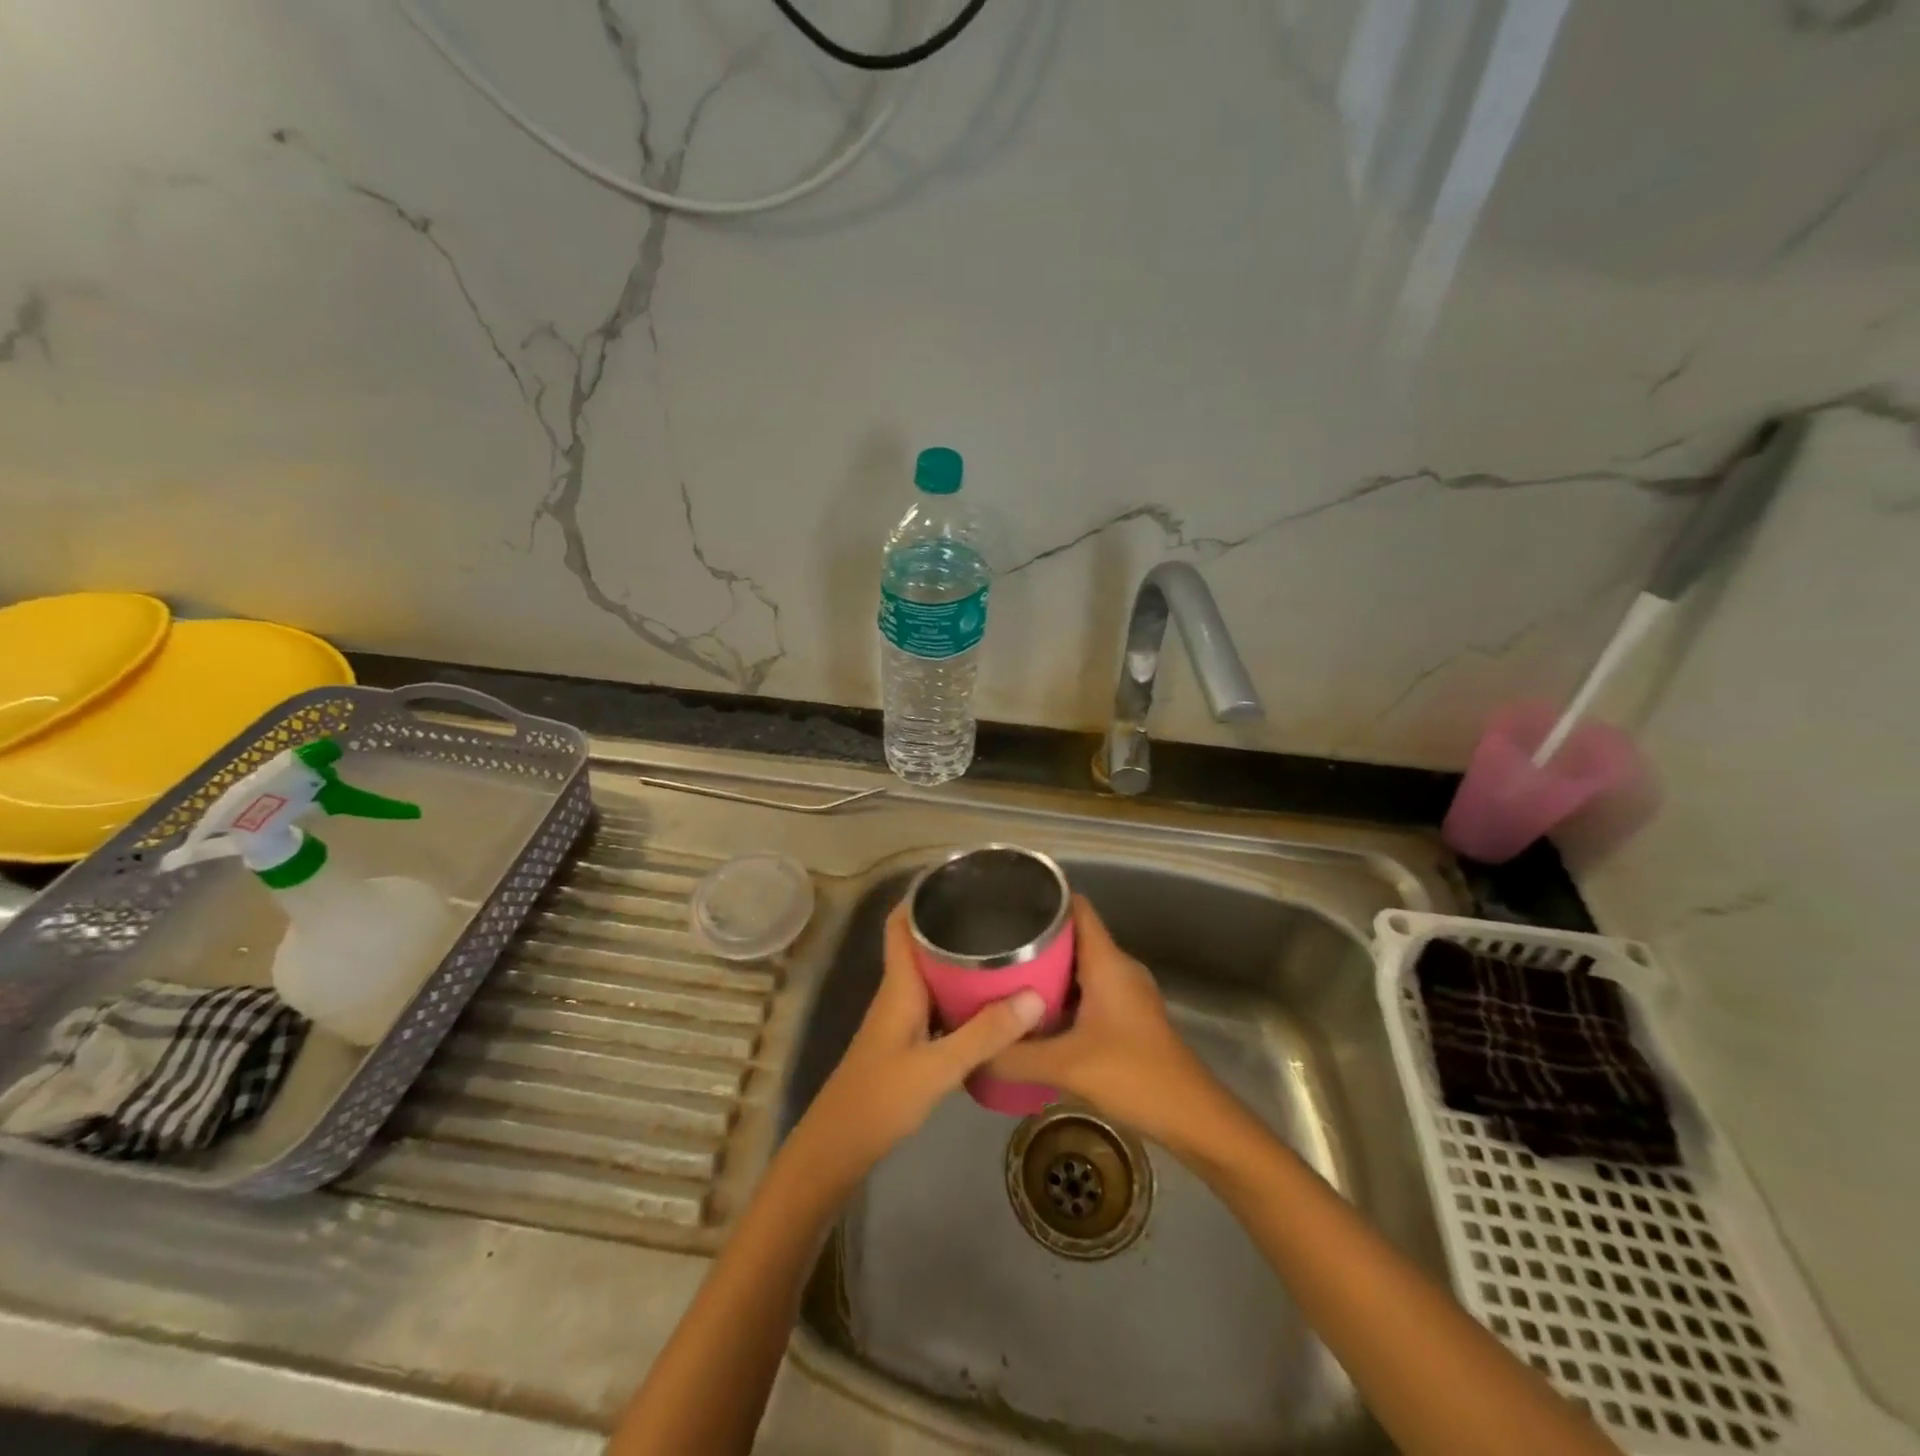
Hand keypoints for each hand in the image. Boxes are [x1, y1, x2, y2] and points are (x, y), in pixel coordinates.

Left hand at [789, 901, 1044, 1188]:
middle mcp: (898, 991)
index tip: (957, 879)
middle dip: (952, 924)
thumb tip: (1035, 995)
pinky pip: (936, 1000)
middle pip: (920, 944)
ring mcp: (901, 1016)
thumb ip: (985, 1033)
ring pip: (930, 973)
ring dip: (958, 959)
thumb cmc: (882, 1097)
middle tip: (997, 913)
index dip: (920, 896)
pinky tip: (988, 1001)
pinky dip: (959, 992)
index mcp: (900, 984)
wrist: (840, 1146)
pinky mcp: (907, 1039)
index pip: (900, 924)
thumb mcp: (939, 1066)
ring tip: (1002, 949)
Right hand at [986, 896, 1228, 1153]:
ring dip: (1046, 970)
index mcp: (1107, 961)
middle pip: (1073, 936)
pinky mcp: (1127, 1017)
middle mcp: (1118, 968)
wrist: (1193, 1118)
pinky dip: (1061, 995)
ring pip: (1079, 966)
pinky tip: (1034, 1015)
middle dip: (1034, 939)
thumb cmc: (1134, 1076)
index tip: (1006, 903)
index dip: (1044, 899)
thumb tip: (970, 1051)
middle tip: (992, 947)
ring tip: (1003, 977)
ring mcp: (1126, 993)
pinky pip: (1087, 990)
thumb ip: (1013, 1056)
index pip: (1076, 907)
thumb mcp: (1065, 1066)